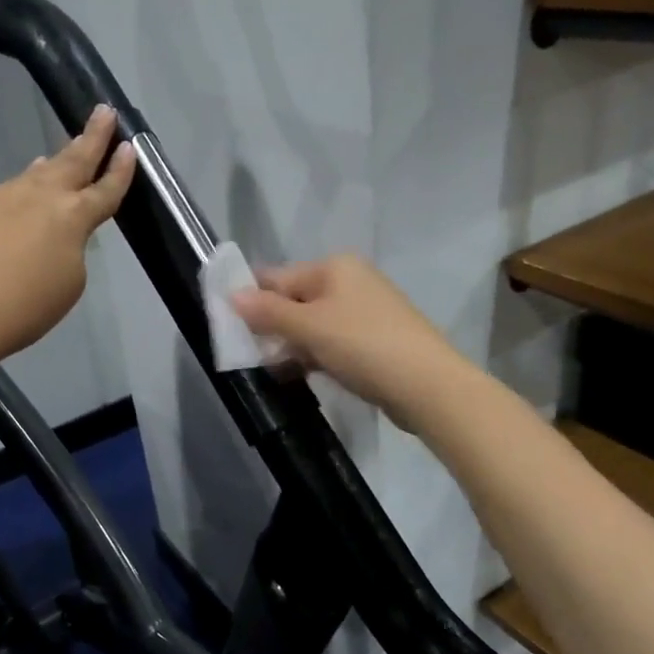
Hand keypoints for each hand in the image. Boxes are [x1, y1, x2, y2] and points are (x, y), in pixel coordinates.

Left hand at [0, 105, 135, 383]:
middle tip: (104, 111)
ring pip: (36, 174)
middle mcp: (39, 196)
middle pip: (73, 160)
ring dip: (55, 162)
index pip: (105, 189)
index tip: (130, 147)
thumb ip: (72, 248)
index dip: (121, 170)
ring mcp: (1, 195)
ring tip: (65, 152)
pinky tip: (16, 202)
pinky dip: (18, 192)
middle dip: (93, 136)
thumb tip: (56, 231)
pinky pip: (5, 192)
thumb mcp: (69, 283)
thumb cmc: (24, 308)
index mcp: (72, 217)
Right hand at [231, 254, 466, 430]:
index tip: (225, 324)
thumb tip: (232, 294)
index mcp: (334, 268)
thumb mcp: (309, 327)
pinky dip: (313, 356)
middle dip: (270, 325)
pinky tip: (297, 375)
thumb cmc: (363, 345)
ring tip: (267, 369)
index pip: (278, 277)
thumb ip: (268, 311)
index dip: (250, 298)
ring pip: (312, 325)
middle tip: (243, 353)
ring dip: (290, 345)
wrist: (427, 385)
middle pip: (295, 300)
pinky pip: (331, 343)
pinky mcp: (373, 342)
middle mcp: (350, 282)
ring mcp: (364, 313)